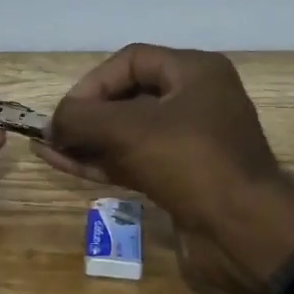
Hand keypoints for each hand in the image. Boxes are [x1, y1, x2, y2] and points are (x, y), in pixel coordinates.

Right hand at [35, 45, 277, 225]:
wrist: (244, 232)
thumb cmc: (189, 162)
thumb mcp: (127, 130)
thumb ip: (81, 118)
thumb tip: (52, 124)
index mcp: (195, 72)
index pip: (130, 61)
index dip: (92, 83)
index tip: (66, 112)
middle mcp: (196, 100)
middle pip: (127, 96)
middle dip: (86, 114)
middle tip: (54, 134)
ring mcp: (190, 141)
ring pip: (127, 132)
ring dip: (88, 141)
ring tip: (48, 150)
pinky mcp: (182, 177)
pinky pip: (134, 159)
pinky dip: (101, 162)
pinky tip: (64, 165)